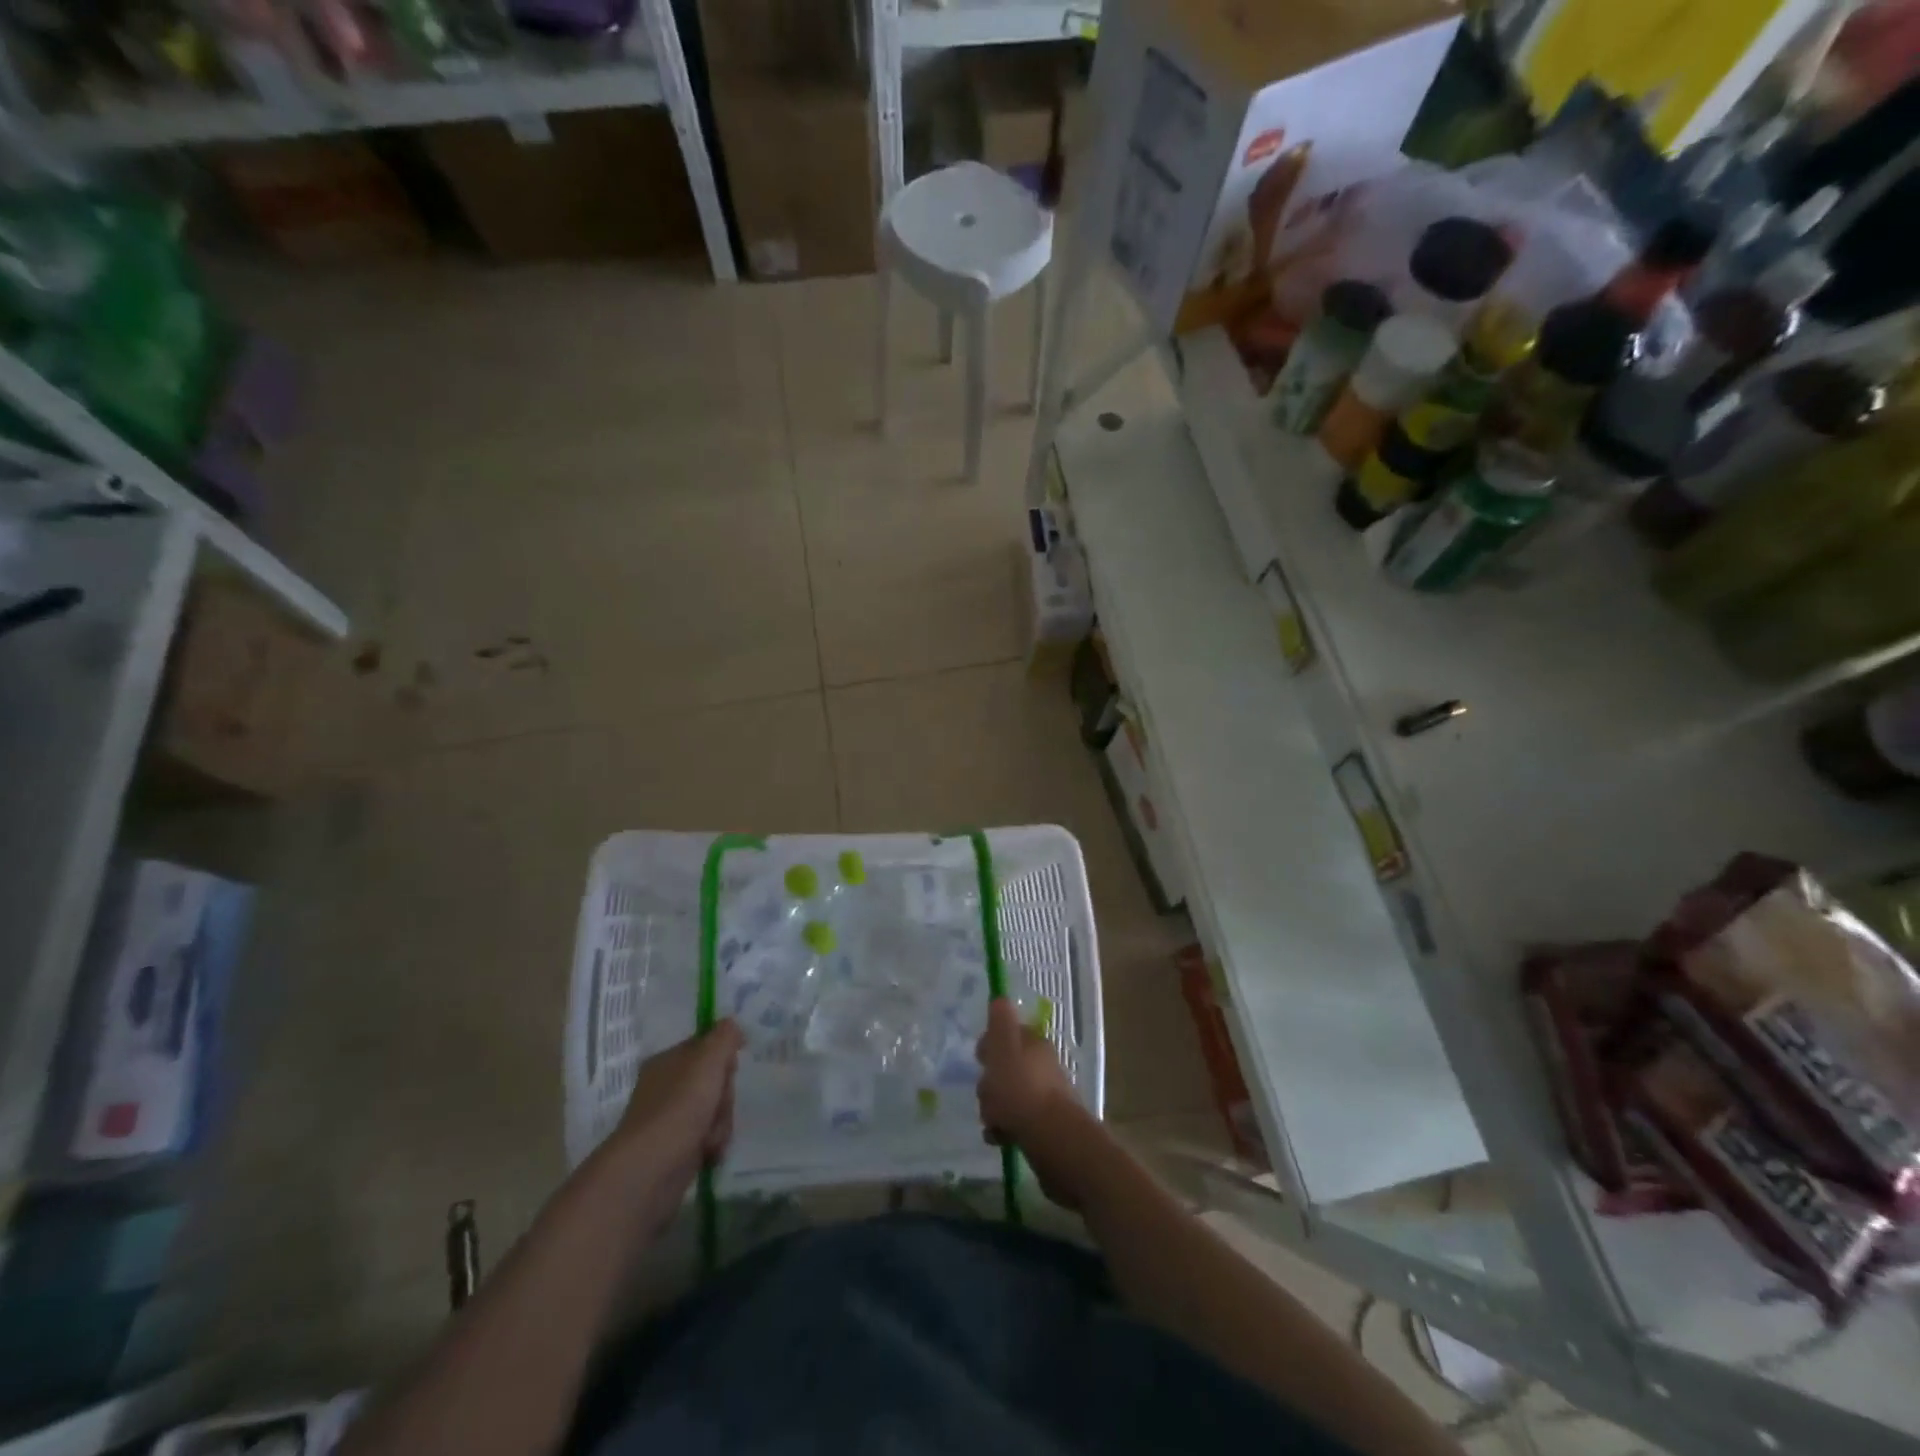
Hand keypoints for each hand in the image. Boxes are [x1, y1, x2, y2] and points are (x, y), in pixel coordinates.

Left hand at [612, 1021, 742, 1187]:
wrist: (650, 1170)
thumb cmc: (679, 1106)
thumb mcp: (707, 1060)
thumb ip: (724, 1037)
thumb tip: (732, 1024)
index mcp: (667, 1061)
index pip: (705, 1047)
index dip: (723, 1057)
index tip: (729, 1069)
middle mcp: (666, 1087)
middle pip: (714, 1081)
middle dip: (724, 1095)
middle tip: (718, 1103)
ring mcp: (670, 1120)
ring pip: (714, 1110)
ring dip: (721, 1122)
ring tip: (710, 1136)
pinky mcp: (676, 1150)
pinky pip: (708, 1137)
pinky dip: (713, 1144)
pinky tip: (708, 1152)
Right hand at [976, 998, 1092, 1208]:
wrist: (1053, 1139)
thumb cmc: (1021, 1090)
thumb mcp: (1004, 1047)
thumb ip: (1000, 1021)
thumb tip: (1000, 997)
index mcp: (1034, 1043)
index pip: (1007, 1034)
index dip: (990, 1045)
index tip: (981, 1059)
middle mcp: (1042, 1065)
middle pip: (1006, 1067)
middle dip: (990, 1083)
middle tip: (986, 1094)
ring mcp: (1046, 1095)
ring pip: (1009, 1095)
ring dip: (995, 1108)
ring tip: (993, 1121)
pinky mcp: (1046, 1124)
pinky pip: (1017, 1120)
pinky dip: (1006, 1128)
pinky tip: (1000, 1138)